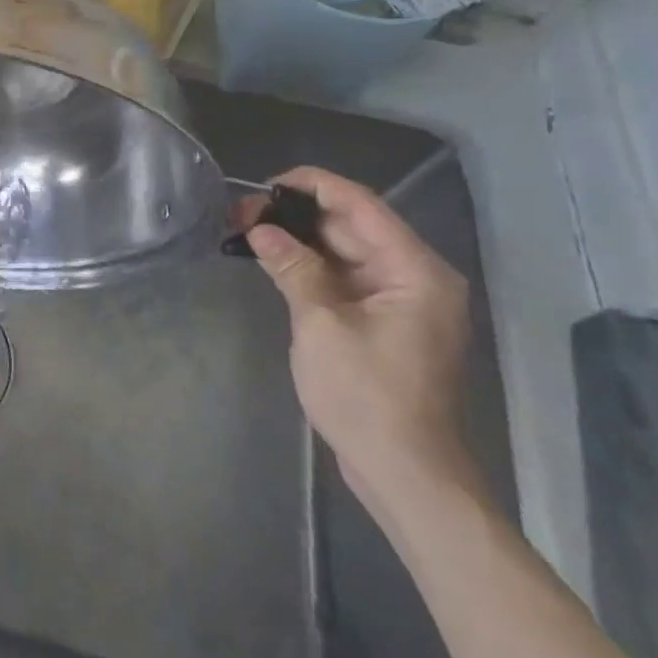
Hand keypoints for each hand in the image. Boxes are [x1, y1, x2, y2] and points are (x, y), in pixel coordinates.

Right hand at [232, 166, 477, 512]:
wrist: (404, 474)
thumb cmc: (367, 396)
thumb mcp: (321, 325)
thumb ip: (293, 268)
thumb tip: (260, 229)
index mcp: (415, 271)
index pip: (361, 205)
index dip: (312, 186)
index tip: (264, 184)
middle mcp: (414, 277)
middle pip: (352, 226)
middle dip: (296, 215)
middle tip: (241, 211)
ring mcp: (400, 301)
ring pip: (344, 251)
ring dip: (299, 240)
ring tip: (247, 230)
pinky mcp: (384, 322)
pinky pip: (345, 278)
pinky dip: (310, 267)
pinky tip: (272, 260)